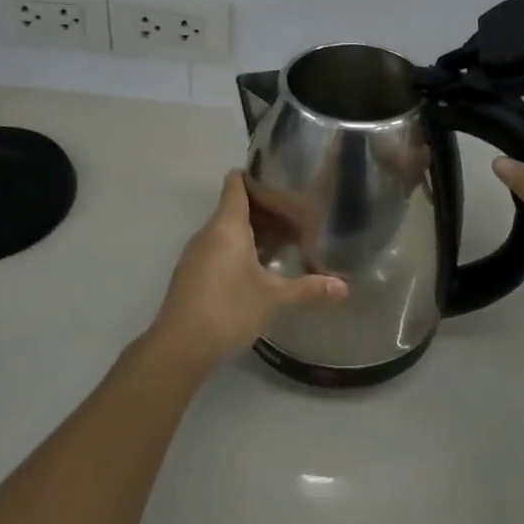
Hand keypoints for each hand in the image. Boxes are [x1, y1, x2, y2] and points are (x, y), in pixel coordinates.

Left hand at [151, 171, 346, 370]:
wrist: (179, 347)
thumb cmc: (229, 310)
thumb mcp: (274, 299)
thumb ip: (308, 289)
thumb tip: (343, 288)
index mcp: (227, 225)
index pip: (236, 183)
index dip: (255, 176)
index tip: (279, 181)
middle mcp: (208, 232)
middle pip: (234, 207)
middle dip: (262, 211)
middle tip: (293, 219)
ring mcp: (195, 254)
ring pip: (225, 231)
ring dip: (250, 234)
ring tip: (280, 246)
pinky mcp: (190, 275)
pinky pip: (216, 250)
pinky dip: (236, 252)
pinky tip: (256, 272)